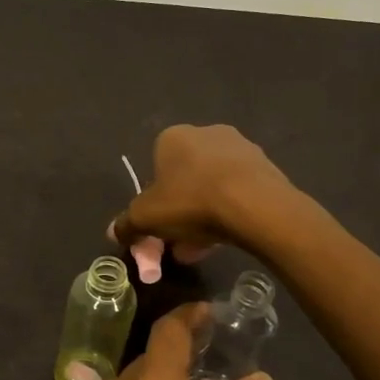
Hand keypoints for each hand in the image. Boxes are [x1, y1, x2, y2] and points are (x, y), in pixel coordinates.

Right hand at [111, 124, 294, 260]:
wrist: (256, 206)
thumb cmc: (191, 202)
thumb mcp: (146, 218)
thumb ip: (127, 224)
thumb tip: (113, 232)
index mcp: (173, 137)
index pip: (156, 166)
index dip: (155, 198)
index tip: (159, 223)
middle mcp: (206, 133)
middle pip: (185, 177)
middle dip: (180, 208)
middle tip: (180, 239)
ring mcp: (240, 147)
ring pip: (213, 184)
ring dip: (205, 212)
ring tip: (205, 246)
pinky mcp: (265, 165)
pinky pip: (238, 190)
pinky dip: (230, 210)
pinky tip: (229, 236)